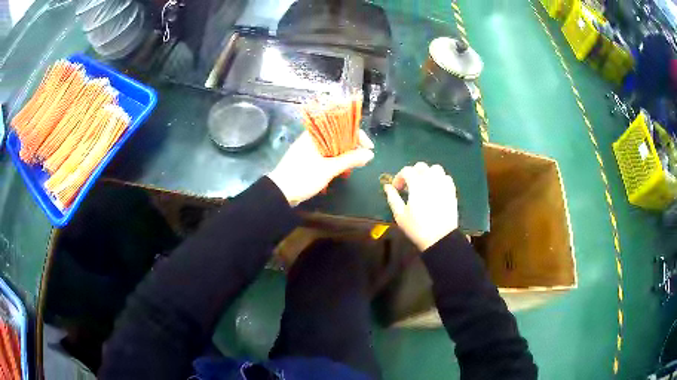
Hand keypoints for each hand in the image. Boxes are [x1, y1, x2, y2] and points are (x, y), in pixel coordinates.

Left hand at [268, 130, 374, 205]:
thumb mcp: (329, 168)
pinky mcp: (308, 159)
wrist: (279, 193)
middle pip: (339, 136)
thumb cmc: (303, 177)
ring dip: (346, 154)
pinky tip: (343, 170)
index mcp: (316, 134)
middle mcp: (313, 138)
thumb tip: (370, 154)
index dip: (358, 135)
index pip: (342, 125)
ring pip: (334, 146)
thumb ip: (350, 159)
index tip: (368, 147)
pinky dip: (337, 160)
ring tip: (356, 166)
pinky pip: (327, 155)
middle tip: (363, 159)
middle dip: (353, 146)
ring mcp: (310, 149)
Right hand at [384, 162, 458, 250]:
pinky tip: (435, 189)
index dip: (399, 177)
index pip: (407, 171)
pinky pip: (446, 178)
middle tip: (409, 185)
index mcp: (417, 184)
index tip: (397, 188)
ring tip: (424, 184)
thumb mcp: (400, 215)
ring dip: (428, 173)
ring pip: (436, 169)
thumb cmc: (417, 228)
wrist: (440, 238)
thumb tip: (387, 187)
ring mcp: (443, 184)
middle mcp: (431, 180)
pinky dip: (439, 179)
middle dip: (413, 172)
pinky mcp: (452, 191)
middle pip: (421, 166)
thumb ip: (392, 198)